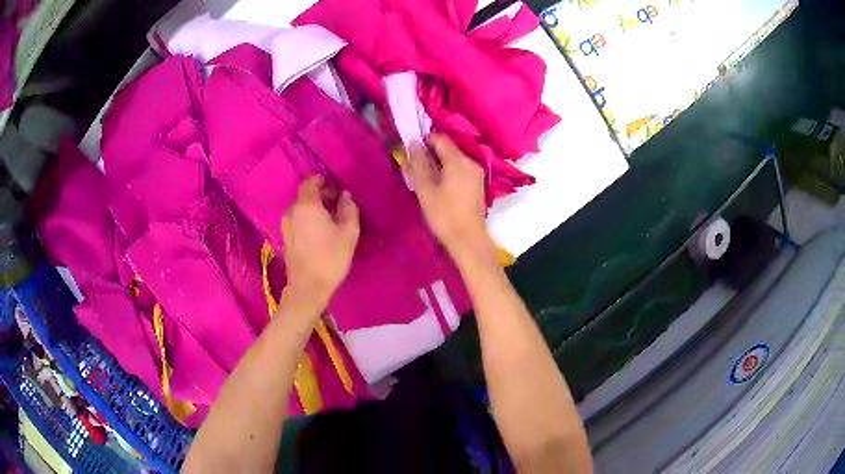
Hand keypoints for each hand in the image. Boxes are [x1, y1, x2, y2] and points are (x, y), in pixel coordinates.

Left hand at [281, 176, 359, 307]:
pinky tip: (319, 232)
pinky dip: (307, 221)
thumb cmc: (330, 257)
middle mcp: (292, 212)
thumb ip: (348, 209)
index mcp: (306, 205)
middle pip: (305, 197)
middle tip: (337, 204)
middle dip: (320, 196)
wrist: (308, 287)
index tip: (335, 187)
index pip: (310, 183)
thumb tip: (345, 196)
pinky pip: (297, 221)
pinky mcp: (285, 239)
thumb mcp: (349, 232)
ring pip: (300, 210)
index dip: (322, 181)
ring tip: (329, 219)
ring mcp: (286, 226)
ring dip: (313, 210)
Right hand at [407, 134, 495, 265]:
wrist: (468, 239)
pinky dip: (448, 171)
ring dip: (439, 163)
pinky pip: (460, 170)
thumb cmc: (444, 215)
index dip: (424, 139)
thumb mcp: (426, 189)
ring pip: (455, 159)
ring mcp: (476, 173)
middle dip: (431, 153)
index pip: (440, 138)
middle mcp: (471, 162)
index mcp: (458, 160)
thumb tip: (414, 144)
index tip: (411, 149)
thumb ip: (419, 164)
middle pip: (449, 149)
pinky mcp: (477, 184)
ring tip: (424, 177)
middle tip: (415, 165)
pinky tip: (438, 184)